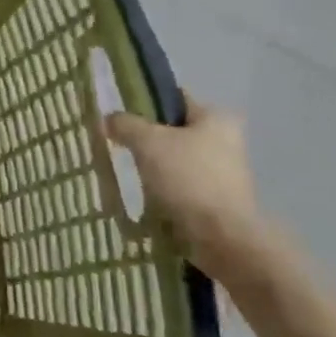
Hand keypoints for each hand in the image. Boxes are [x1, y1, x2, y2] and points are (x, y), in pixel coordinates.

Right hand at [104, 94, 285, 289]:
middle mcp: (227, 141)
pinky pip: (182, 185)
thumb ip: (125, 125)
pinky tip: (144, 196)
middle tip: (119, 145)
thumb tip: (108, 119)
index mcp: (216, 118)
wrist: (222, 238)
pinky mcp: (219, 200)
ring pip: (177, 160)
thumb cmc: (188, 178)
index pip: (174, 98)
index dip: (145, 102)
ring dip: (154, 166)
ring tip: (128, 173)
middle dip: (147, 138)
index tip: (119, 115)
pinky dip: (164, 188)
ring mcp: (225, 173)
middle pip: (175, 130)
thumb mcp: (148, 142)